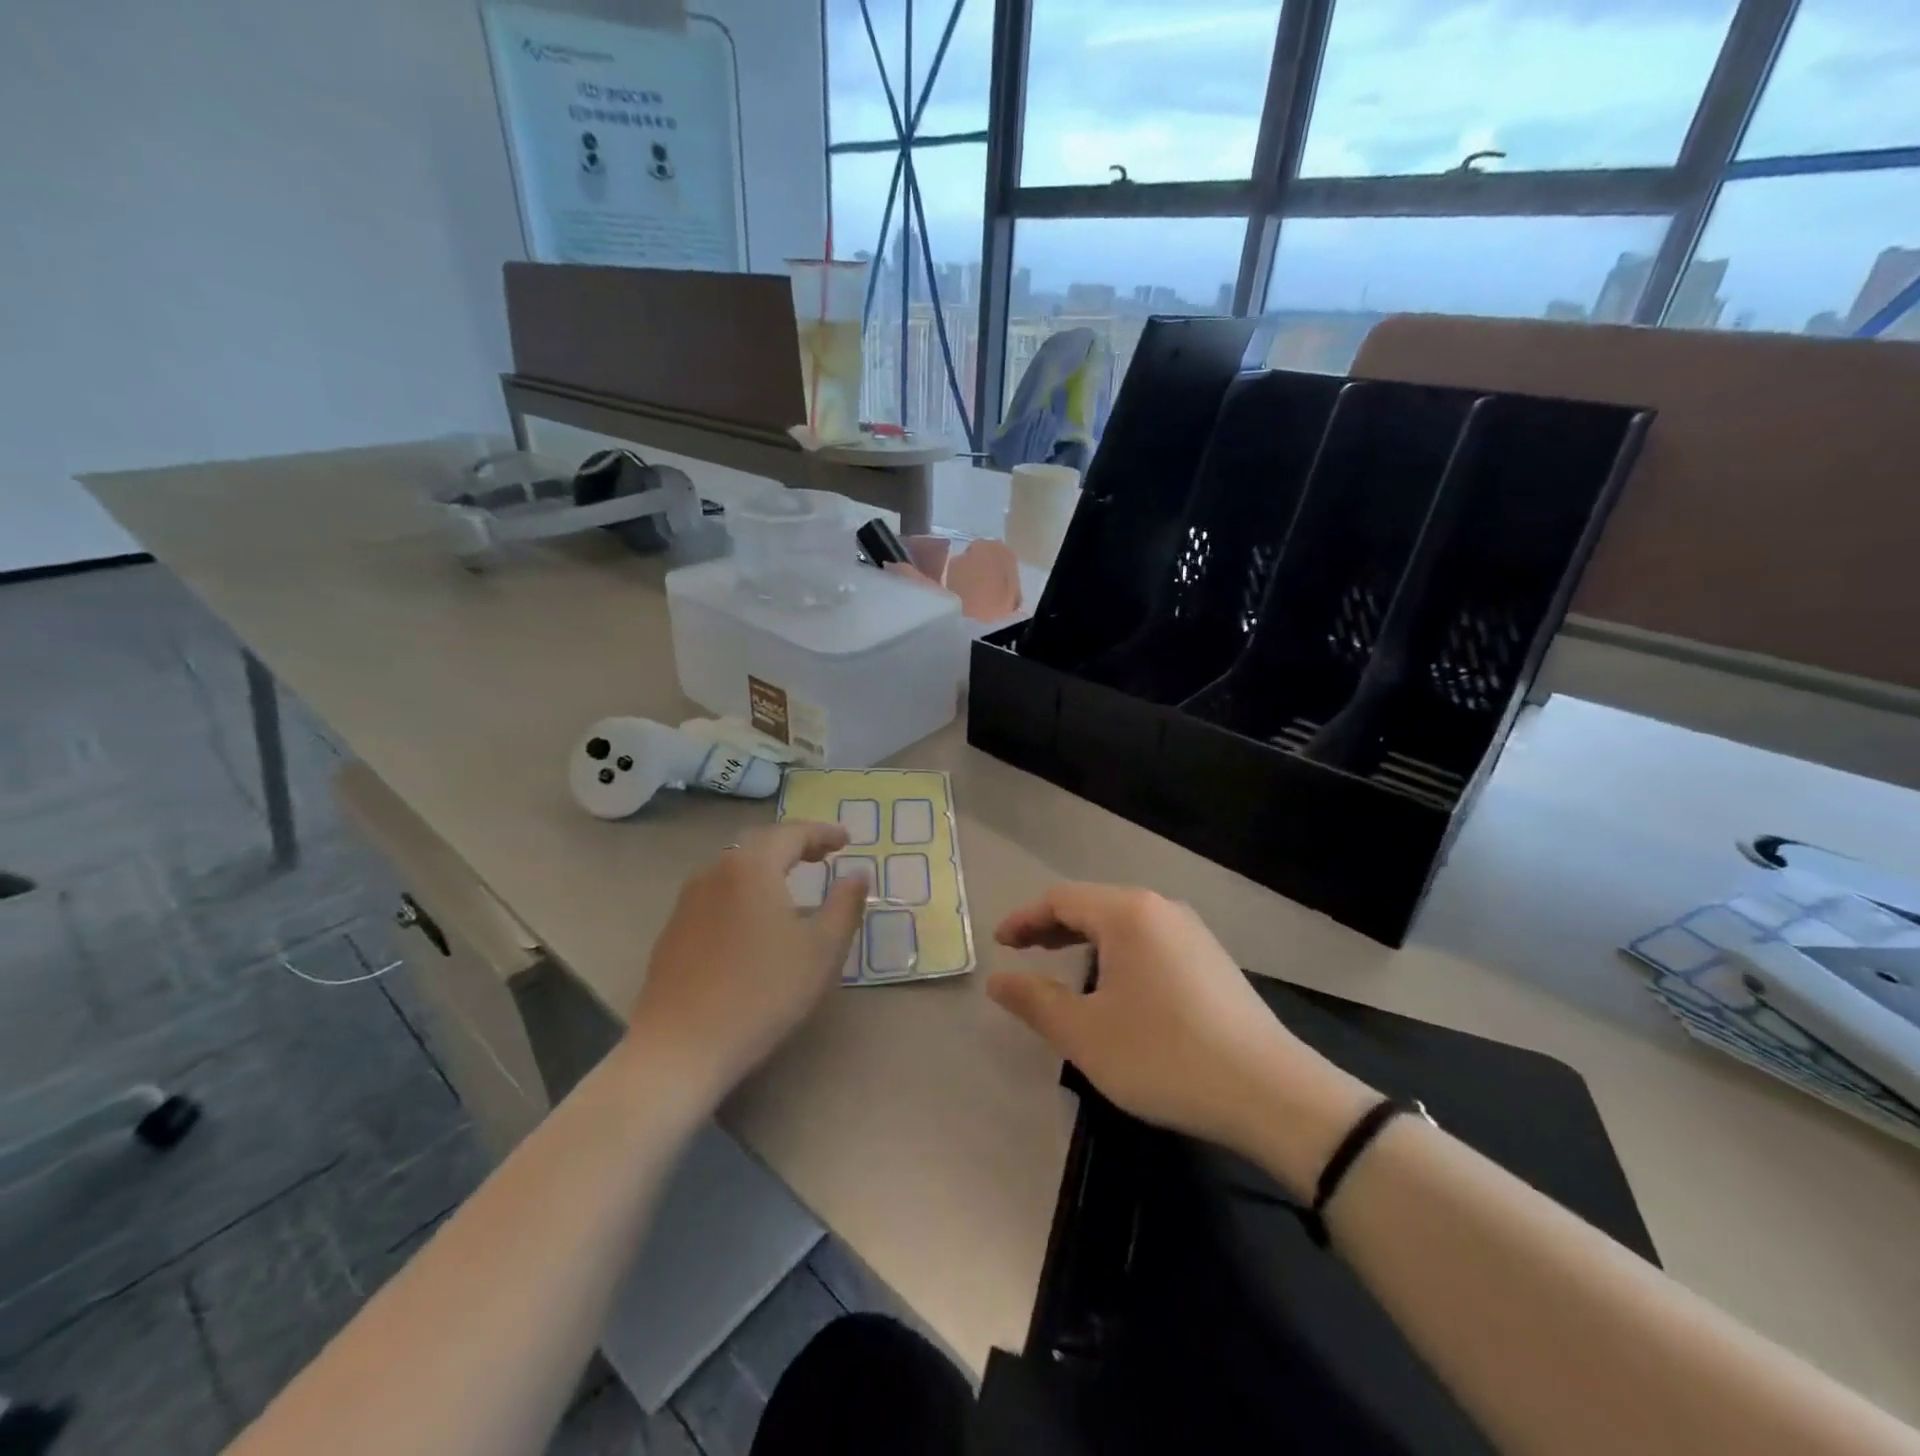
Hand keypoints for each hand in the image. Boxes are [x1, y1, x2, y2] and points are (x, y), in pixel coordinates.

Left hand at [625, 823, 865, 1111]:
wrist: (681, 1047)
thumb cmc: (763, 993)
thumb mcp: (822, 950)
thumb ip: (845, 905)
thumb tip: (858, 875)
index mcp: (753, 867)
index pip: (792, 834)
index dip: (823, 833)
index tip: (847, 839)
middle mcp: (716, 872)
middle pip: (760, 844)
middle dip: (794, 844)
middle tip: (822, 855)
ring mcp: (688, 901)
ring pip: (734, 868)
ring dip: (766, 867)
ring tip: (791, 882)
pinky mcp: (674, 930)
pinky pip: (717, 893)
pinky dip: (743, 890)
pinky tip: (753, 918)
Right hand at [988, 884, 1375, 1192]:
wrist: (1270, 1093)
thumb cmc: (1164, 1055)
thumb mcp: (1086, 1034)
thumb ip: (1036, 1001)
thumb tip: (999, 980)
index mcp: (1128, 914)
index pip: (1061, 900)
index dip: (1024, 919)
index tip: (999, 944)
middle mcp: (1161, 909)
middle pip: (1093, 905)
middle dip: (1052, 927)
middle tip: (1022, 952)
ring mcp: (1193, 932)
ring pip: (1124, 923)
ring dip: (1086, 939)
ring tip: (1063, 966)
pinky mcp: (1212, 960)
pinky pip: (1150, 940)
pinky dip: (1118, 952)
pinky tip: (1117, 985)